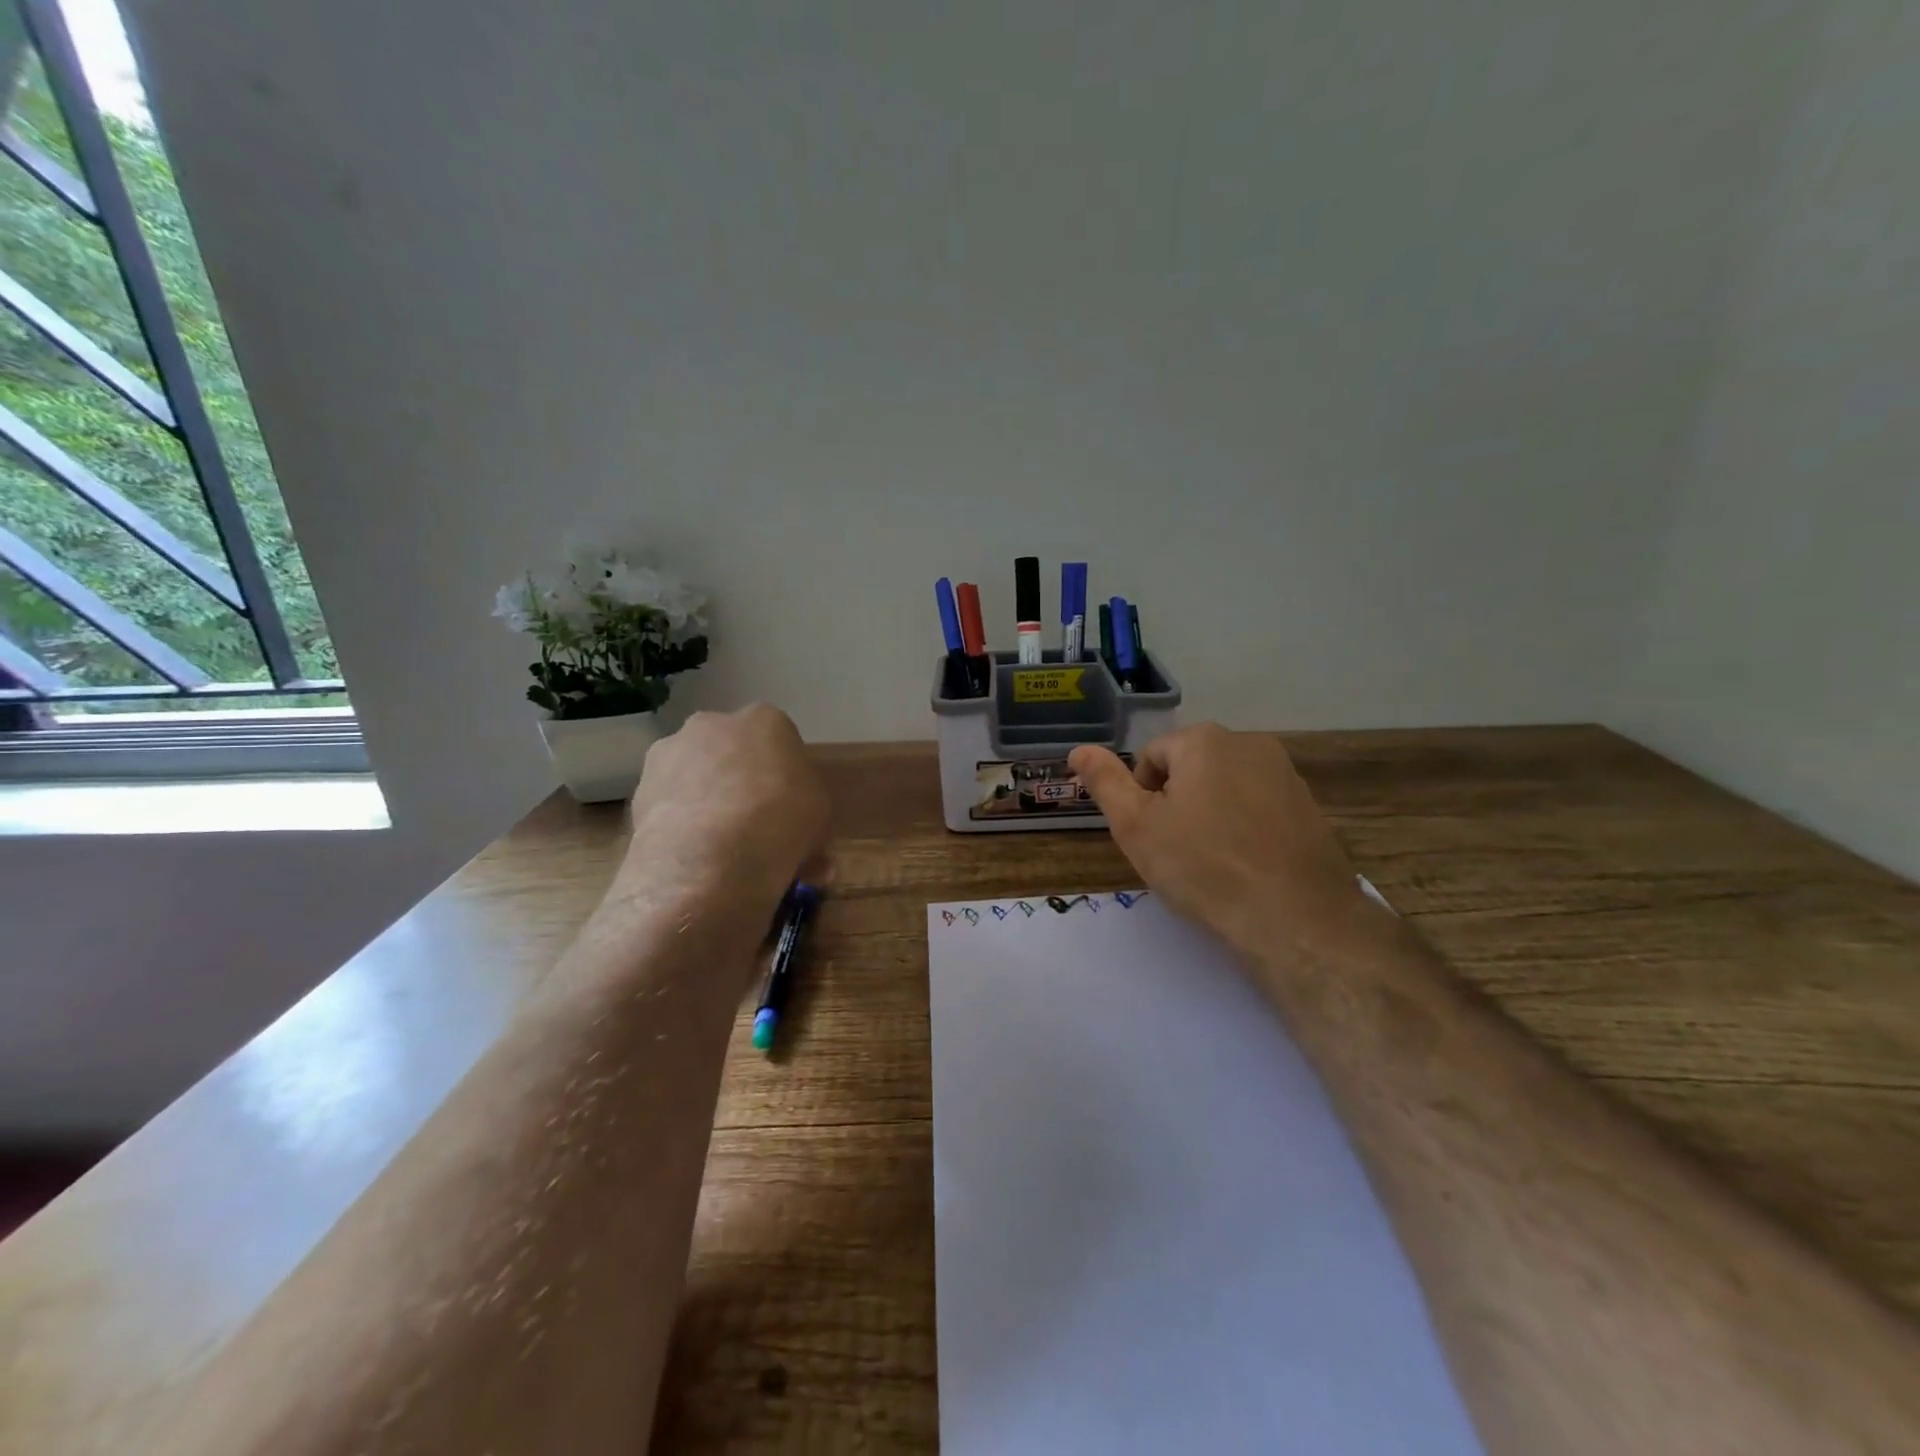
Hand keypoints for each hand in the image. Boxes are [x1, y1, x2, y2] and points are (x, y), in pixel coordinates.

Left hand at [619, 704, 830, 918]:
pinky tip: (698, 862)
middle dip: (741, 784)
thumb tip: (807, 849)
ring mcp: (669, 755)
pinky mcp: (638, 792)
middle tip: (757, 829)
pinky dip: (684, 829)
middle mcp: (711, 724)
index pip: (779, 740)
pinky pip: (671, 809)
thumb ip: (807, 816)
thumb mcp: (820, 816)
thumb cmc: (782, 821)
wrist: (712, 857)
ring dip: (708, 806)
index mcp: (764, 719)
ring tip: (725, 855)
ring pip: (697, 779)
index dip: (785, 775)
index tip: (790, 806)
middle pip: (731, 753)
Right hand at [1069, 724, 1365, 958]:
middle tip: (1177, 852)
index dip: (1141, 799)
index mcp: (1205, 741)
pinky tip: (1246, 868)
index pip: (1151, 758)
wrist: (1296, 920)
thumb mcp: (1136, 826)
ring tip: (1212, 863)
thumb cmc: (1203, 867)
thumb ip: (1105, 782)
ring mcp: (1287, 775)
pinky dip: (1245, 830)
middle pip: (1191, 769)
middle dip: (1177, 804)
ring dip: (1210, 816)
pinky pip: (1260, 809)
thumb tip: (1078, 751)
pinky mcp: (1311, 808)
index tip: (1151, 838)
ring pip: (1226, 789)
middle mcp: (1250, 744)